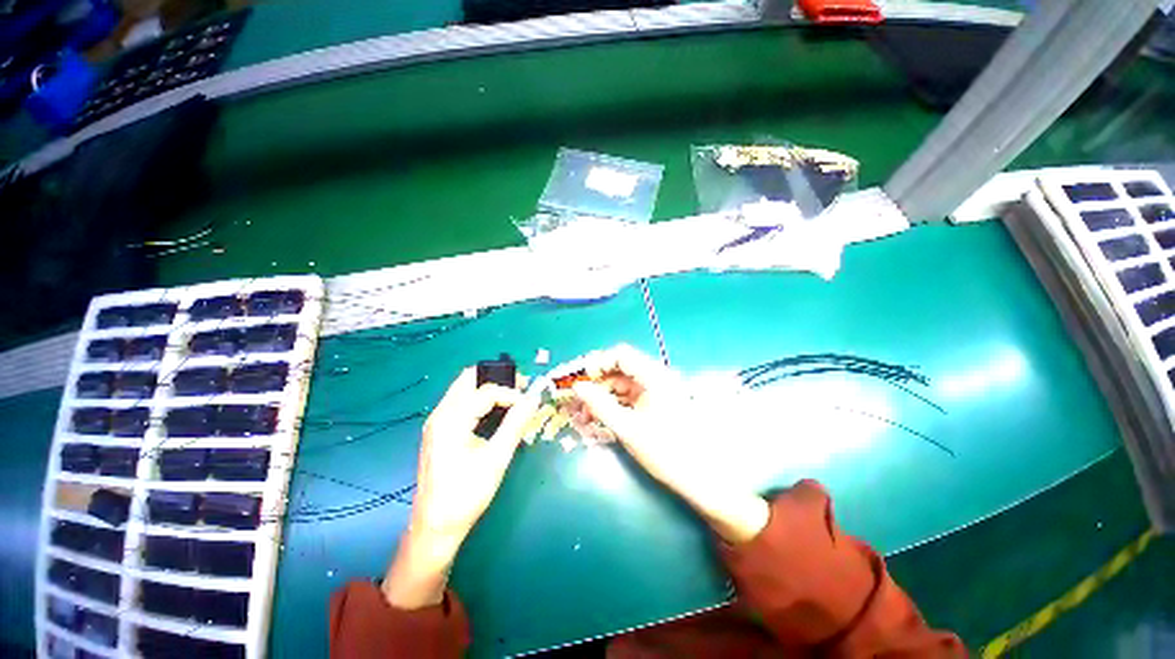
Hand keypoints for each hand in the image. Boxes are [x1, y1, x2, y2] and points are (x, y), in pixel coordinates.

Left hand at [383, 368, 538, 608]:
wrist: (434, 527)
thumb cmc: (466, 495)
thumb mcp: (496, 459)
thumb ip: (515, 424)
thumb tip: (534, 399)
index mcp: (451, 420)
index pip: (486, 391)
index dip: (511, 393)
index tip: (529, 404)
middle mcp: (440, 414)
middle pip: (469, 378)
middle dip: (498, 378)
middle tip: (521, 389)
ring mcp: (437, 422)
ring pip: (464, 388)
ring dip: (489, 387)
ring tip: (513, 399)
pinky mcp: (439, 430)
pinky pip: (461, 402)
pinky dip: (481, 400)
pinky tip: (496, 412)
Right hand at [572, 345, 768, 543]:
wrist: (701, 477)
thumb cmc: (665, 450)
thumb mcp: (627, 427)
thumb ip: (600, 404)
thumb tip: (577, 387)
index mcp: (654, 376)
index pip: (621, 355)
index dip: (597, 363)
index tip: (579, 380)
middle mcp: (655, 377)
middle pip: (620, 370)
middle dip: (597, 383)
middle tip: (577, 400)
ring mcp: (655, 392)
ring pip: (622, 385)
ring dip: (602, 396)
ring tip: (584, 415)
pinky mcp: (654, 405)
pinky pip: (628, 398)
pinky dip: (613, 405)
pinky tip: (600, 418)